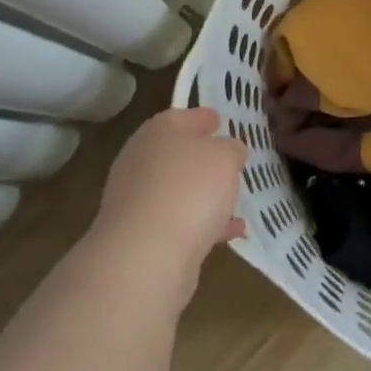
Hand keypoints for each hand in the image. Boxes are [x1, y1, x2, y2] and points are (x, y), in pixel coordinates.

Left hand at [91, 107, 246, 309]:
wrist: (146, 254)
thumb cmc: (190, 189)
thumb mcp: (225, 157)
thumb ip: (231, 148)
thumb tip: (228, 150)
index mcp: (160, 130)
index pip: (184, 115)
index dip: (205, 118)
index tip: (223, 121)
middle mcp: (142, 159)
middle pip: (176, 152)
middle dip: (202, 157)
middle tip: (229, 161)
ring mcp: (137, 198)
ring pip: (176, 188)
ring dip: (202, 192)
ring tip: (233, 197)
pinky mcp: (140, 233)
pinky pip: (179, 220)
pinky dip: (203, 222)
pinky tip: (231, 230)